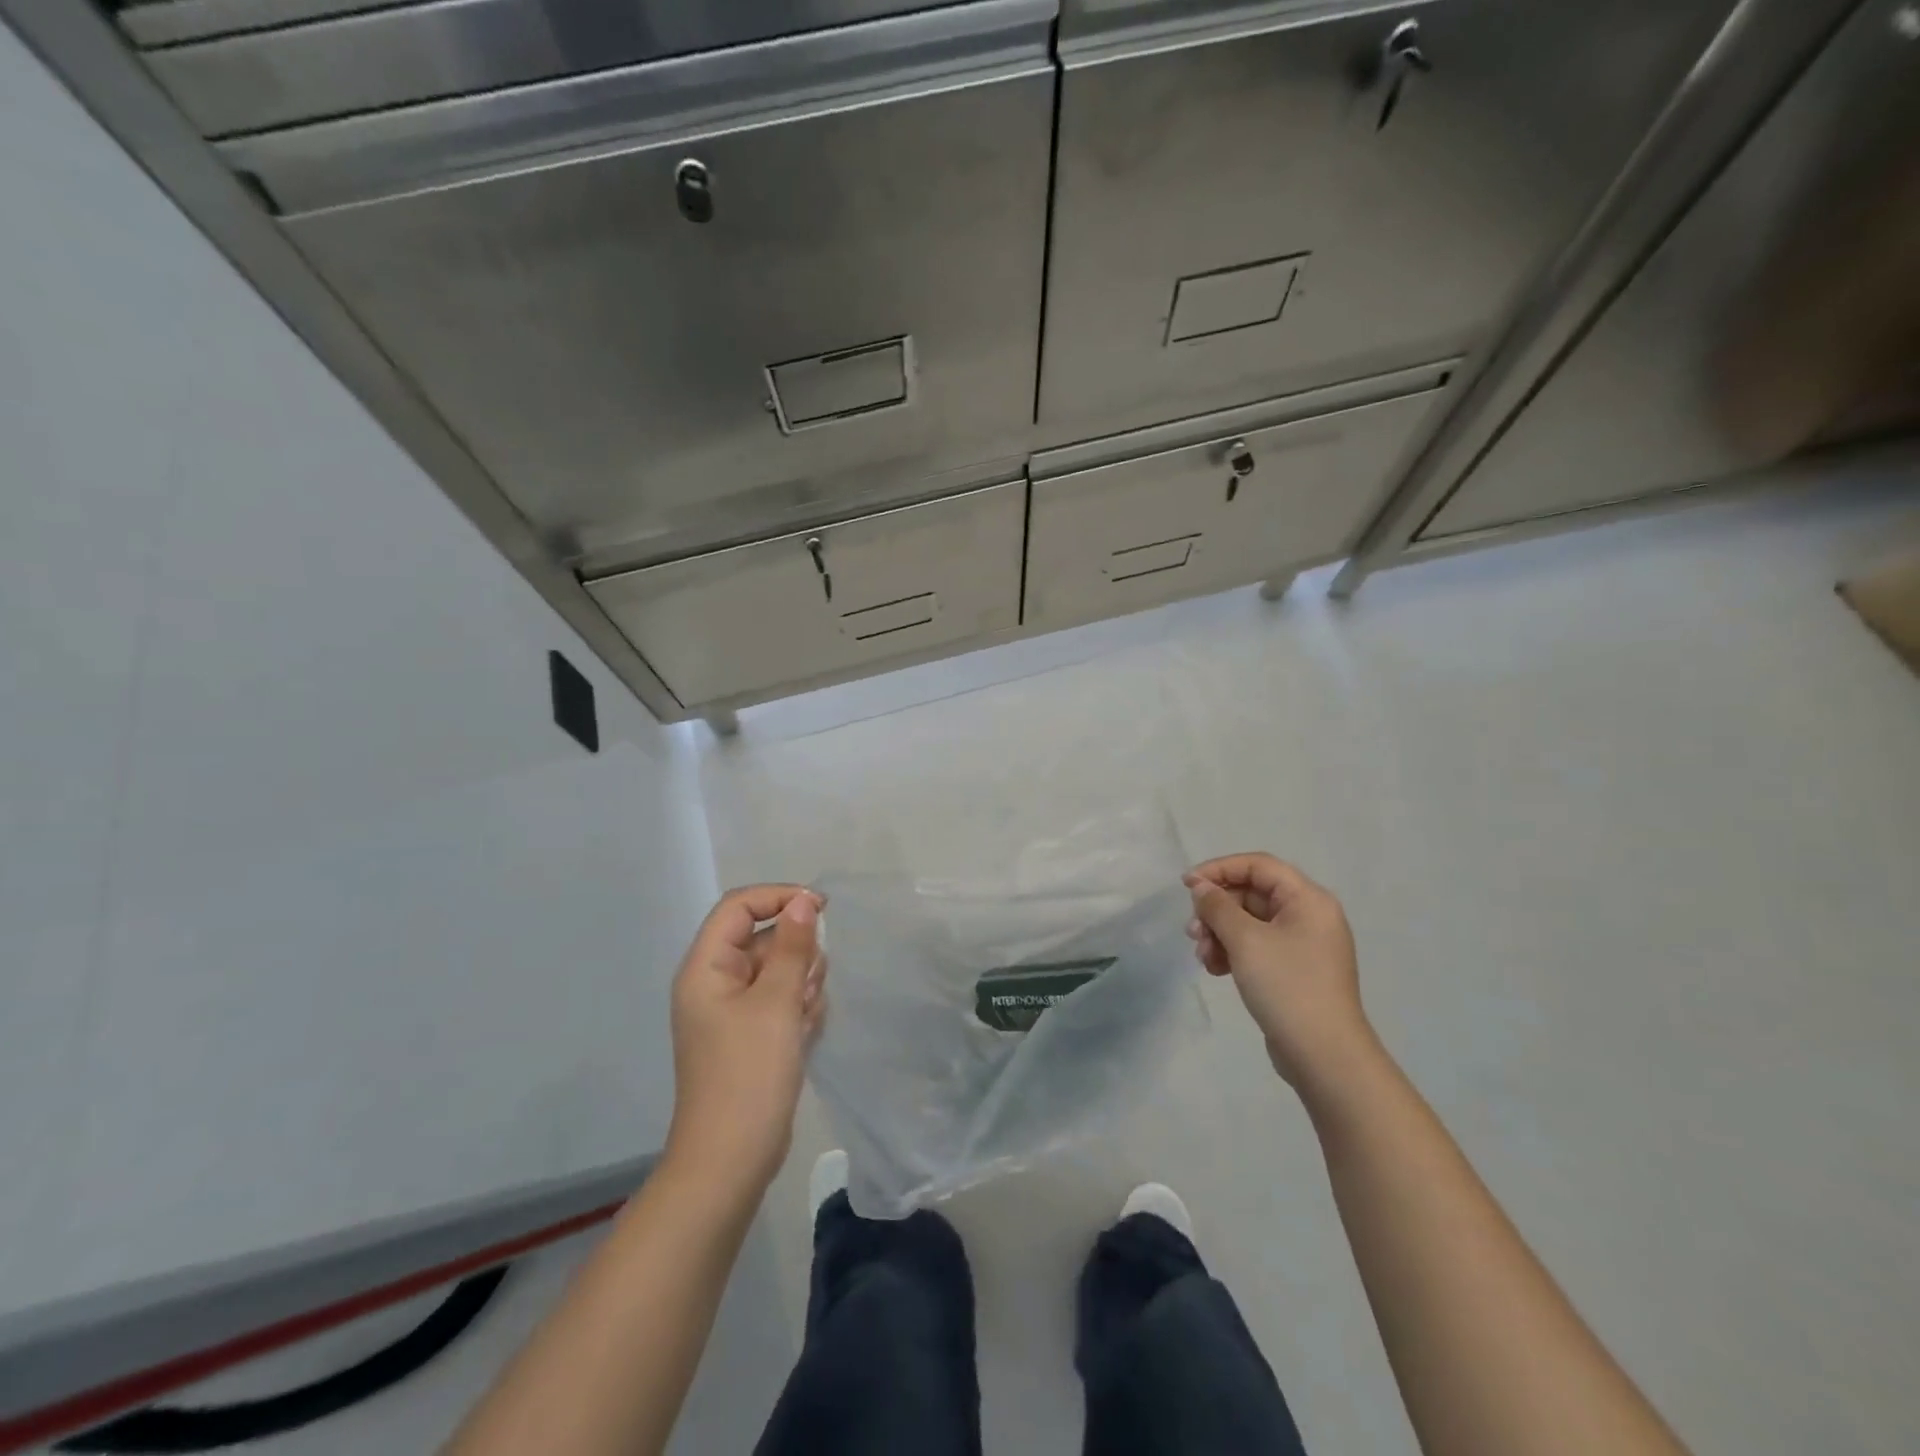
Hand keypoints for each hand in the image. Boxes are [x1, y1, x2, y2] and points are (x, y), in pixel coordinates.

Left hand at [664, 885, 825, 1191]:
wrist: (731, 1162)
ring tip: (802, 1020)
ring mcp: (733, 1011)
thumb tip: (803, 901)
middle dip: (796, 955)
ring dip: (801, 985)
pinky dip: (798, 1010)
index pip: (739, 906)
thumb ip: (792, 946)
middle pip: (763, 937)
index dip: (779, 897)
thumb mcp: (777, 1003)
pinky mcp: (752, 1035)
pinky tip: (804, 1036)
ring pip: (779, 969)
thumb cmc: (749, 1075)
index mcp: (706, 968)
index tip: (822, 909)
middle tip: (805, 989)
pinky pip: (781, 1000)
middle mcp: (715, 982)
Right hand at [1184, 854, 1373, 1090]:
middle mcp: (1308, 916)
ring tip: (1203, 956)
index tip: (1186, 885)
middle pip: (1251, 894)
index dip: (1219, 869)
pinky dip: (1232, 951)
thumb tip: (1200, 886)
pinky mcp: (1292, 970)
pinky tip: (1215, 970)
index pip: (1258, 865)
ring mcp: (1302, 945)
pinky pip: (1255, 946)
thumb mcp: (1245, 940)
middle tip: (1192, 932)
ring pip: (1249, 922)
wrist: (1324, 1055)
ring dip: (1219, 933)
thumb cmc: (1287, 986)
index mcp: (1308, 899)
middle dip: (1216, 910)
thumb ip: (1217, 906)